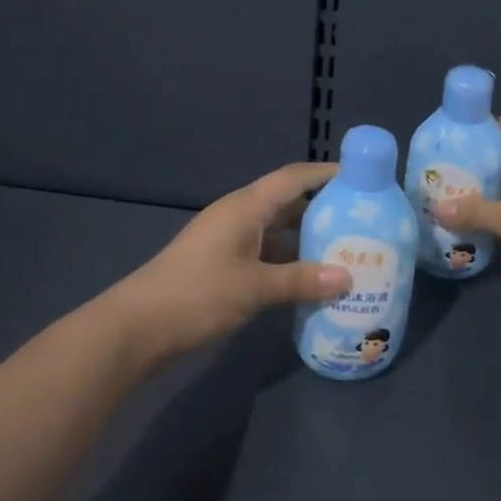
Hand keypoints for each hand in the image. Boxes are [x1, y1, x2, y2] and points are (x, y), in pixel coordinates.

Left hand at [112, 161, 352, 358]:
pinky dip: (289, 261)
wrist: (137, 327)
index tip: (362, 178)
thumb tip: (348, 278)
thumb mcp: (254, 287)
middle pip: (288, 202)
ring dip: (307, 238)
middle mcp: (239, 216)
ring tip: (346, 250)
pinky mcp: (223, 265)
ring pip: (277, 230)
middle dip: (324, 208)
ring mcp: (229, 241)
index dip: (326, 174)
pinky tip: (311, 279)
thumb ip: (301, 280)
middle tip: (363, 220)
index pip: (293, 178)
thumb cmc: (197, 294)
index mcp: (245, 207)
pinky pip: (266, 253)